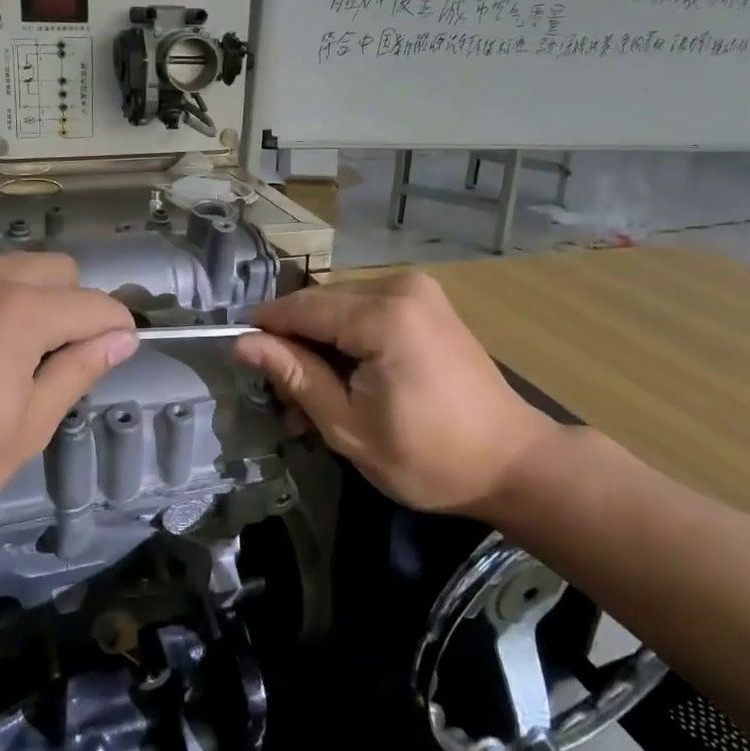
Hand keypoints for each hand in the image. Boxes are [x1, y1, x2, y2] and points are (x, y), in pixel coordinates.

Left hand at [0, 254, 138, 556]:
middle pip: (59, 271)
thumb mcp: (23, 431)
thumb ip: (76, 374)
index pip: (96, 304)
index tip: (113, 364)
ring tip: (14, 364)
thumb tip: (119, 339)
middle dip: (77, 308)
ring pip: (15, 270)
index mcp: (21, 311)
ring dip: (35, 302)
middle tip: (59, 368)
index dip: (117, 332)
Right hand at [234, 271, 557, 516]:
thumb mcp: (348, 427)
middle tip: (283, 399)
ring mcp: (418, 292)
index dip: (265, 329)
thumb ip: (296, 376)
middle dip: (295, 346)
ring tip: (310, 402)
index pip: (302, 308)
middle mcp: (400, 287)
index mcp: (383, 316)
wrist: (512, 462)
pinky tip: (342, 383)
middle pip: (321, 305)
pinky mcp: (427, 305)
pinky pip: (368, 313)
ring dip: (320, 348)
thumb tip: (244, 343)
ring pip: (341, 309)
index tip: (237, 356)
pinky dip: (348, 343)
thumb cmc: (429, 457)